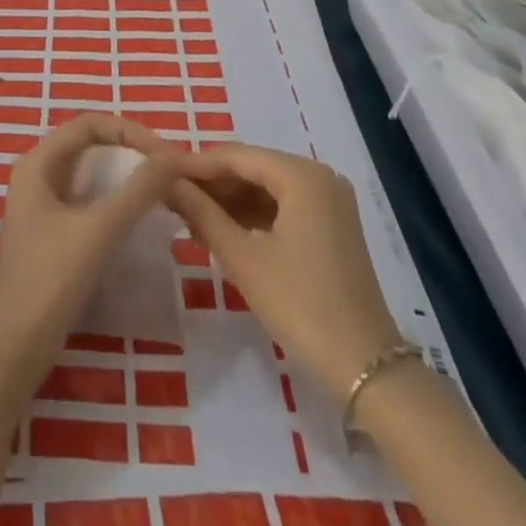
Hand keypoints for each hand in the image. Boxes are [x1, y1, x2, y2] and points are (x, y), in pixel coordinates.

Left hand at [0, 114, 183, 393]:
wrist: (12, 350)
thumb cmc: (49, 281)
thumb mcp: (98, 230)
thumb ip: (138, 191)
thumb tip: (176, 156)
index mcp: (37, 163)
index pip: (89, 124)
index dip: (129, 130)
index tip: (166, 154)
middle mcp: (37, 176)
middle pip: (89, 146)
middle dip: (130, 150)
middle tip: (169, 169)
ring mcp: (42, 207)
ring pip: (90, 175)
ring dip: (124, 176)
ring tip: (162, 189)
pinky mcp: (52, 236)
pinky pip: (88, 203)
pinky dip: (115, 202)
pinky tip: (140, 218)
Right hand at [169, 143, 401, 387]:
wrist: (366, 368)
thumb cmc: (301, 305)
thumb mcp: (243, 258)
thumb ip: (202, 213)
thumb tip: (167, 183)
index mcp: (301, 175)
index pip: (236, 156)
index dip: (196, 165)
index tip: (159, 174)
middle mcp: (319, 176)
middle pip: (253, 168)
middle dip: (212, 183)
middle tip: (171, 198)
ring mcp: (329, 201)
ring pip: (266, 187)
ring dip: (229, 200)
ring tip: (189, 216)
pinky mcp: (332, 226)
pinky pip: (283, 206)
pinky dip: (252, 215)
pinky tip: (222, 230)